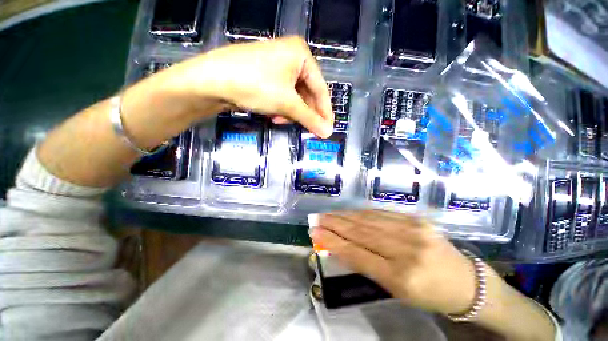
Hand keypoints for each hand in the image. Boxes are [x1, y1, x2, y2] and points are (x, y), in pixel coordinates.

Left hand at [154, 36, 333, 137]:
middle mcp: (291, 57)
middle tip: (307, 129)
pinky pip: (282, 95)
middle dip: (304, 113)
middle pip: (307, 93)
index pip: (320, 88)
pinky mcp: (266, 76)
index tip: (328, 129)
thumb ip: (310, 118)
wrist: (211, 80)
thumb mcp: (287, 103)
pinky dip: (281, 108)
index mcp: (301, 54)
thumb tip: (328, 132)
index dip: (325, 111)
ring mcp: (277, 66)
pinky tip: (273, 115)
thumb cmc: (255, 85)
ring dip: (290, 112)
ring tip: (280, 120)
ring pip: (294, 97)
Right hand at [310, 211, 476, 314]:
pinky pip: (381, 214)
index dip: (333, 242)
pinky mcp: (416, 219)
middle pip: (361, 232)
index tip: (316, 233)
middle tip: (317, 219)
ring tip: (328, 214)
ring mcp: (413, 230)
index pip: (357, 254)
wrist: (466, 281)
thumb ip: (367, 266)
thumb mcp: (396, 291)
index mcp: (402, 276)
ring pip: (368, 219)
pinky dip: (361, 213)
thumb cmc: (429, 294)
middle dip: (334, 224)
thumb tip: (341, 248)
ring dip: (344, 216)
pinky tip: (349, 212)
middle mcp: (406, 249)